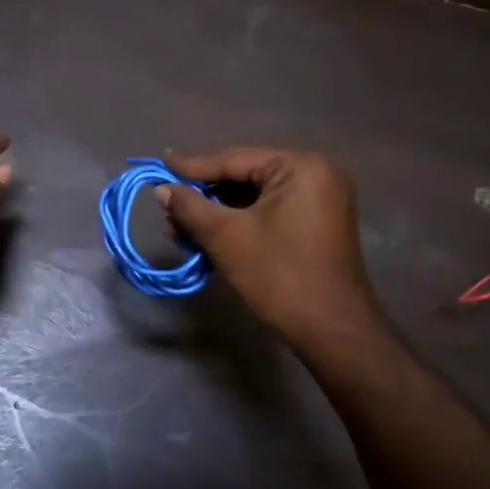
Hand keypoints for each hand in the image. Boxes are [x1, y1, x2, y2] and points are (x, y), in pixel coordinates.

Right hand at [158, 147, 376, 345]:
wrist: (330, 329)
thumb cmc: (278, 275)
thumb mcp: (226, 237)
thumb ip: (191, 207)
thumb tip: (162, 190)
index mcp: (300, 167)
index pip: (234, 159)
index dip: (191, 166)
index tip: (159, 165)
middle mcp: (315, 174)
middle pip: (244, 176)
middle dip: (202, 196)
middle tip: (167, 210)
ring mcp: (319, 199)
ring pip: (253, 197)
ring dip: (216, 213)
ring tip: (180, 230)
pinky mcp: (315, 224)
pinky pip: (268, 212)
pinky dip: (238, 222)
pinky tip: (207, 236)